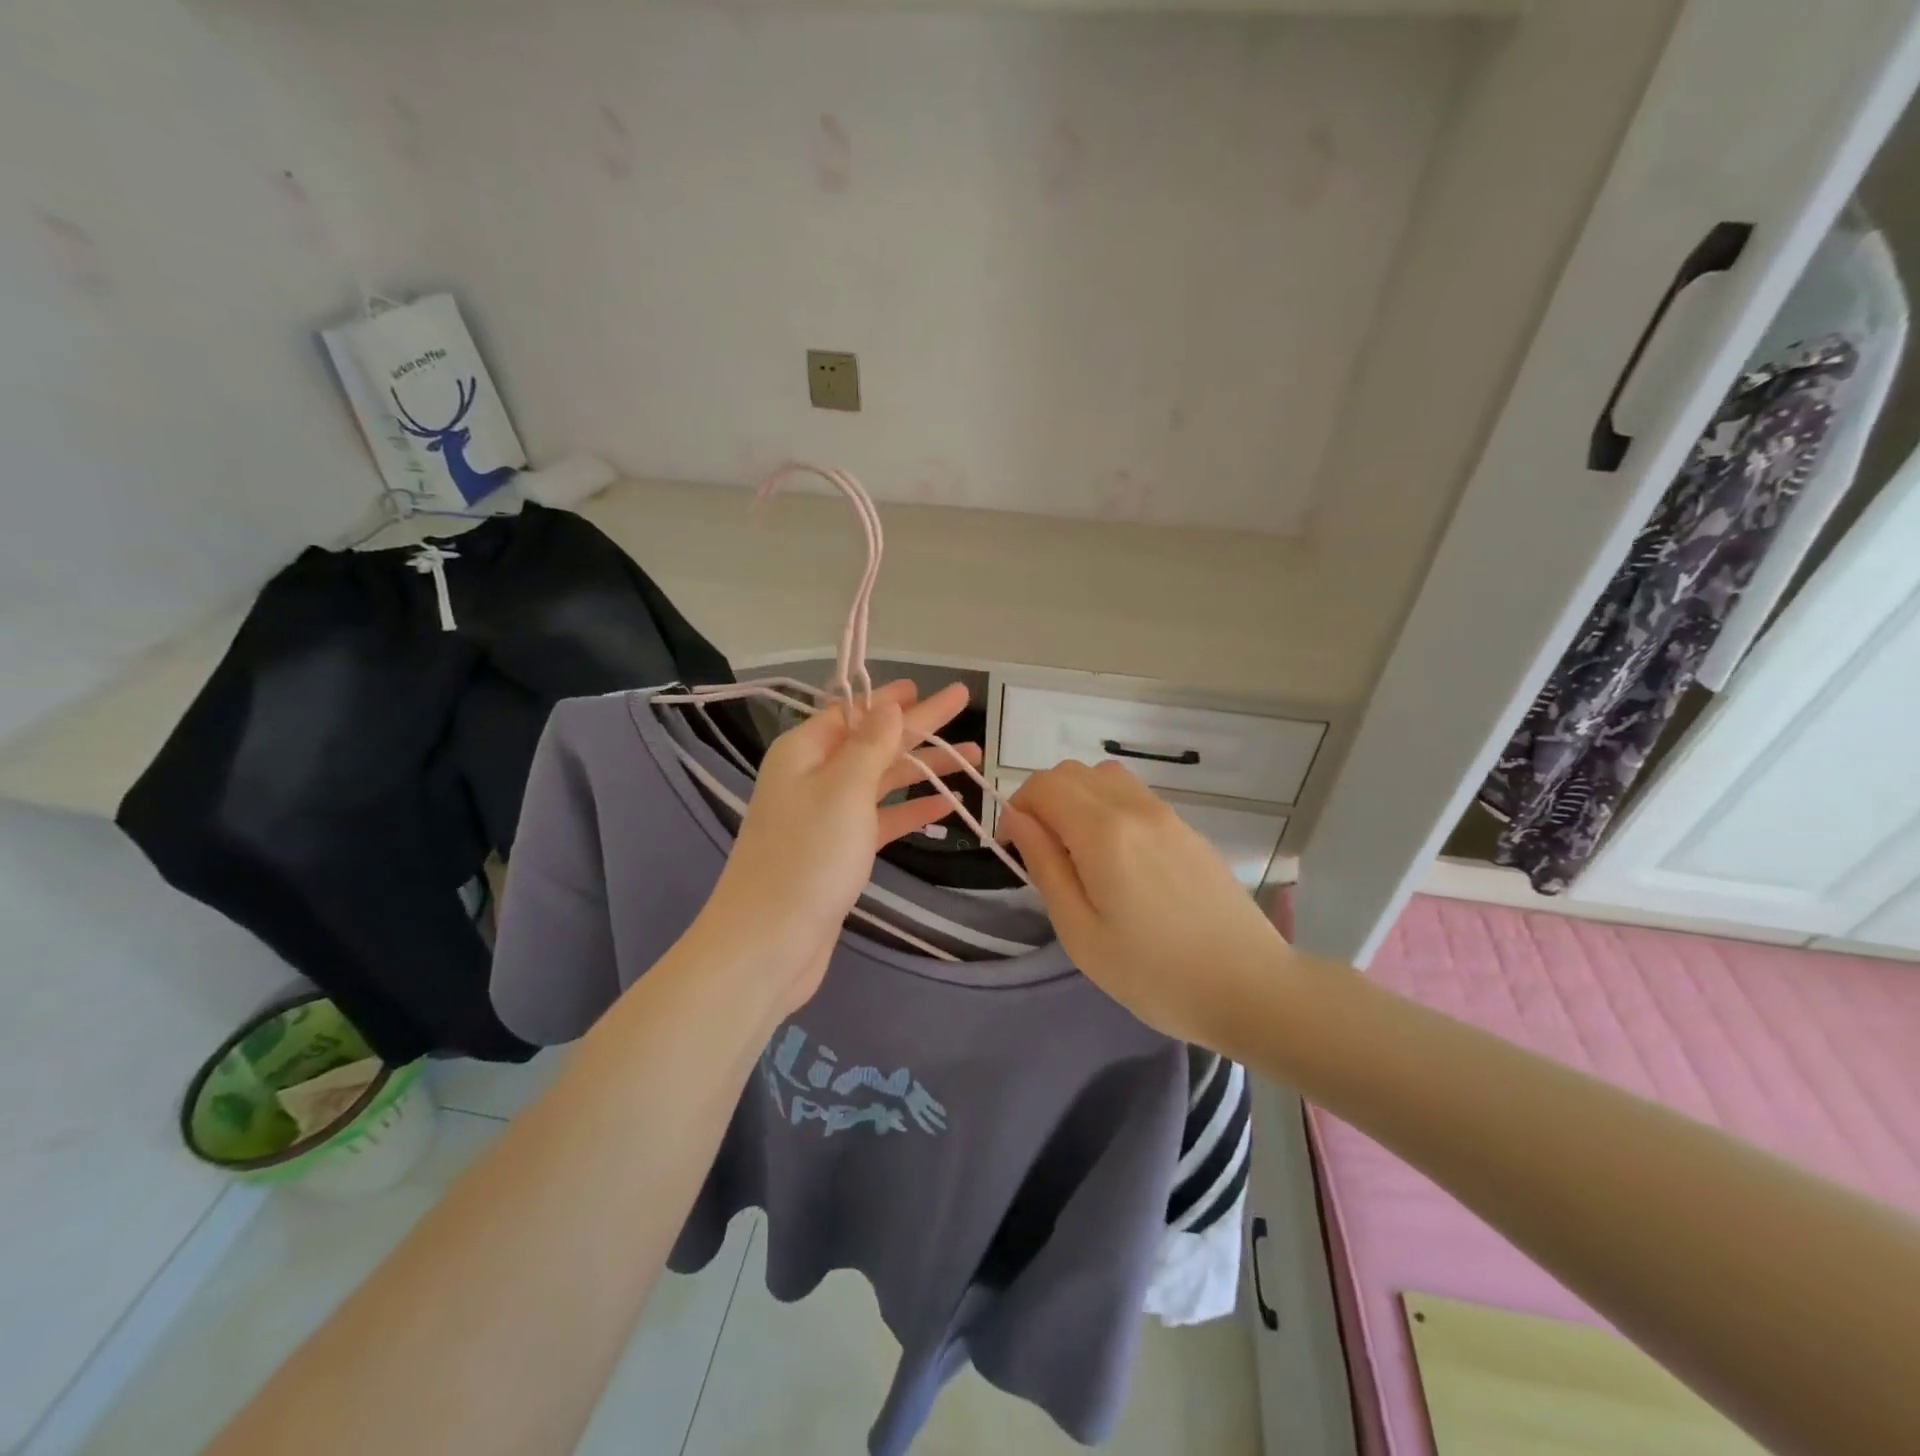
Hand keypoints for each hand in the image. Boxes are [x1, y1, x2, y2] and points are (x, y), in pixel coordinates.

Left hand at [697, 680, 979, 1013]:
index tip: (925, 687)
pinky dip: (912, 810)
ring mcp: (826, 817)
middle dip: (920, 727)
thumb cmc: (807, 857)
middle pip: (875, 742)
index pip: (854, 712)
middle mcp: (813, 778)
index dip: (891, 699)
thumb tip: (888, 705)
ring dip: (924, 768)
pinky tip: (947, 805)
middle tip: (963, 705)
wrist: (769, 943)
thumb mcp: (844, 790)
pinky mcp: (840, 853)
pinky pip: (882, 819)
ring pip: (882, 781)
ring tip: (973, 758)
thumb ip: (870, 745)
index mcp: (805, 753)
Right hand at [999, 760, 1286, 1049]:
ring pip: (1105, 776)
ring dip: (1077, 799)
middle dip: (1043, 800)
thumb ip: (1044, 865)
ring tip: (1078, 851)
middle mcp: (1135, 808)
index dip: (1017, 808)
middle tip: (1044, 853)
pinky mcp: (1188, 829)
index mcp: (1103, 832)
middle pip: (1072, 772)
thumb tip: (1017, 818)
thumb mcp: (1080, 932)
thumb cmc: (1155, 974)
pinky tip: (1119, 858)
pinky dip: (1109, 807)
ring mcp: (1167, 815)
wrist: (1251, 989)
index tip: (1014, 850)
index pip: (1044, 785)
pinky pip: (1135, 796)